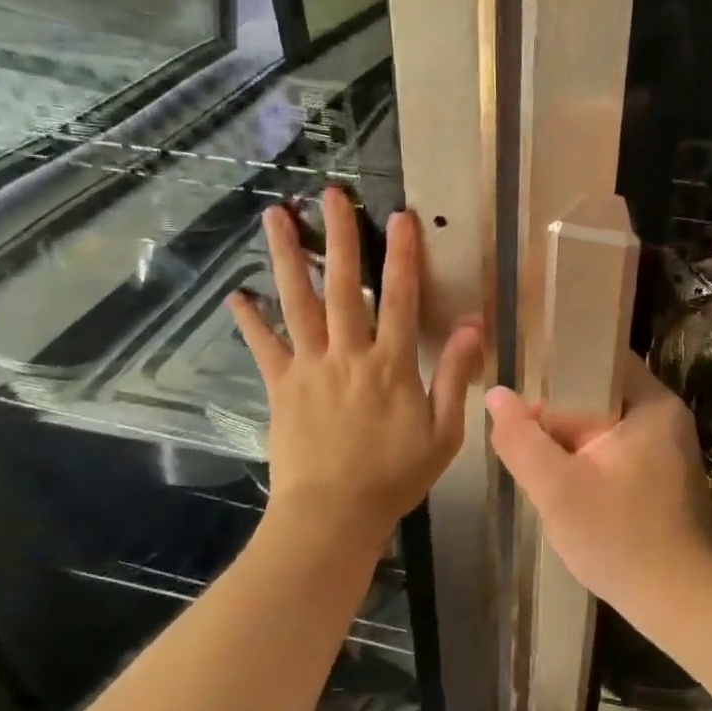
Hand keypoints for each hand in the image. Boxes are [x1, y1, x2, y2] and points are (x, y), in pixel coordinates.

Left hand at [228, 188, 481, 549]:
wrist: (332, 516)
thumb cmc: (394, 477)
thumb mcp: (443, 433)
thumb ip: (455, 376)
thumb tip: (474, 326)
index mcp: (392, 365)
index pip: (401, 298)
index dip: (402, 255)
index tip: (398, 217)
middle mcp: (348, 354)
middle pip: (344, 286)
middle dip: (340, 237)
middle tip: (330, 194)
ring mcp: (309, 368)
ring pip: (298, 303)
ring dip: (287, 257)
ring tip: (275, 216)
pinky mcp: (281, 387)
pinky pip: (264, 347)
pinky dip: (250, 320)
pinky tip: (237, 293)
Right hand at [485, 355, 711, 625]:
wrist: (681, 602)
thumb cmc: (620, 539)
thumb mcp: (558, 489)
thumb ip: (521, 440)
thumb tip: (496, 394)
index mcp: (651, 404)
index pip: (600, 358)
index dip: (556, 368)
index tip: (520, 387)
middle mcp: (666, 416)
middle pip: (600, 393)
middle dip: (558, 413)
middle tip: (521, 432)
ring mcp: (669, 446)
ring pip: (605, 424)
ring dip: (571, 440)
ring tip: (536, 456)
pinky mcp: (664, 474)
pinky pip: (618, 448)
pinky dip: (590, 458)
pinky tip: (565, 481)